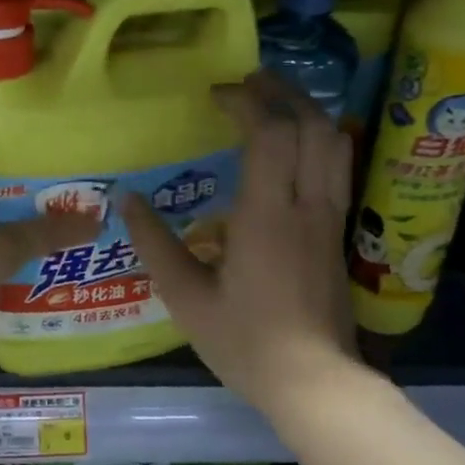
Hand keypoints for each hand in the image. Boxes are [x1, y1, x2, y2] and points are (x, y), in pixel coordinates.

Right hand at [122, 74, 358, 417]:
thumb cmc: (245, 342)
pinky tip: (295, 148)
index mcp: (268, 216)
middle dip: (283, 92)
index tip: (216, 96)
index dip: (246, 101)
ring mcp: (329, 220)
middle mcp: (307, 207)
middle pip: (314, 125)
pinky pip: (337, 169)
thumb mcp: (186, 298)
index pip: (270, 133)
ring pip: (335, 144)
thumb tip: (126, 199)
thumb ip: (156, 244)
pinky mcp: (337, 235)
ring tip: (276, 103)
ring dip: (308, 112)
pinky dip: (318, 141)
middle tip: (250, 81)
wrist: (314, 383)